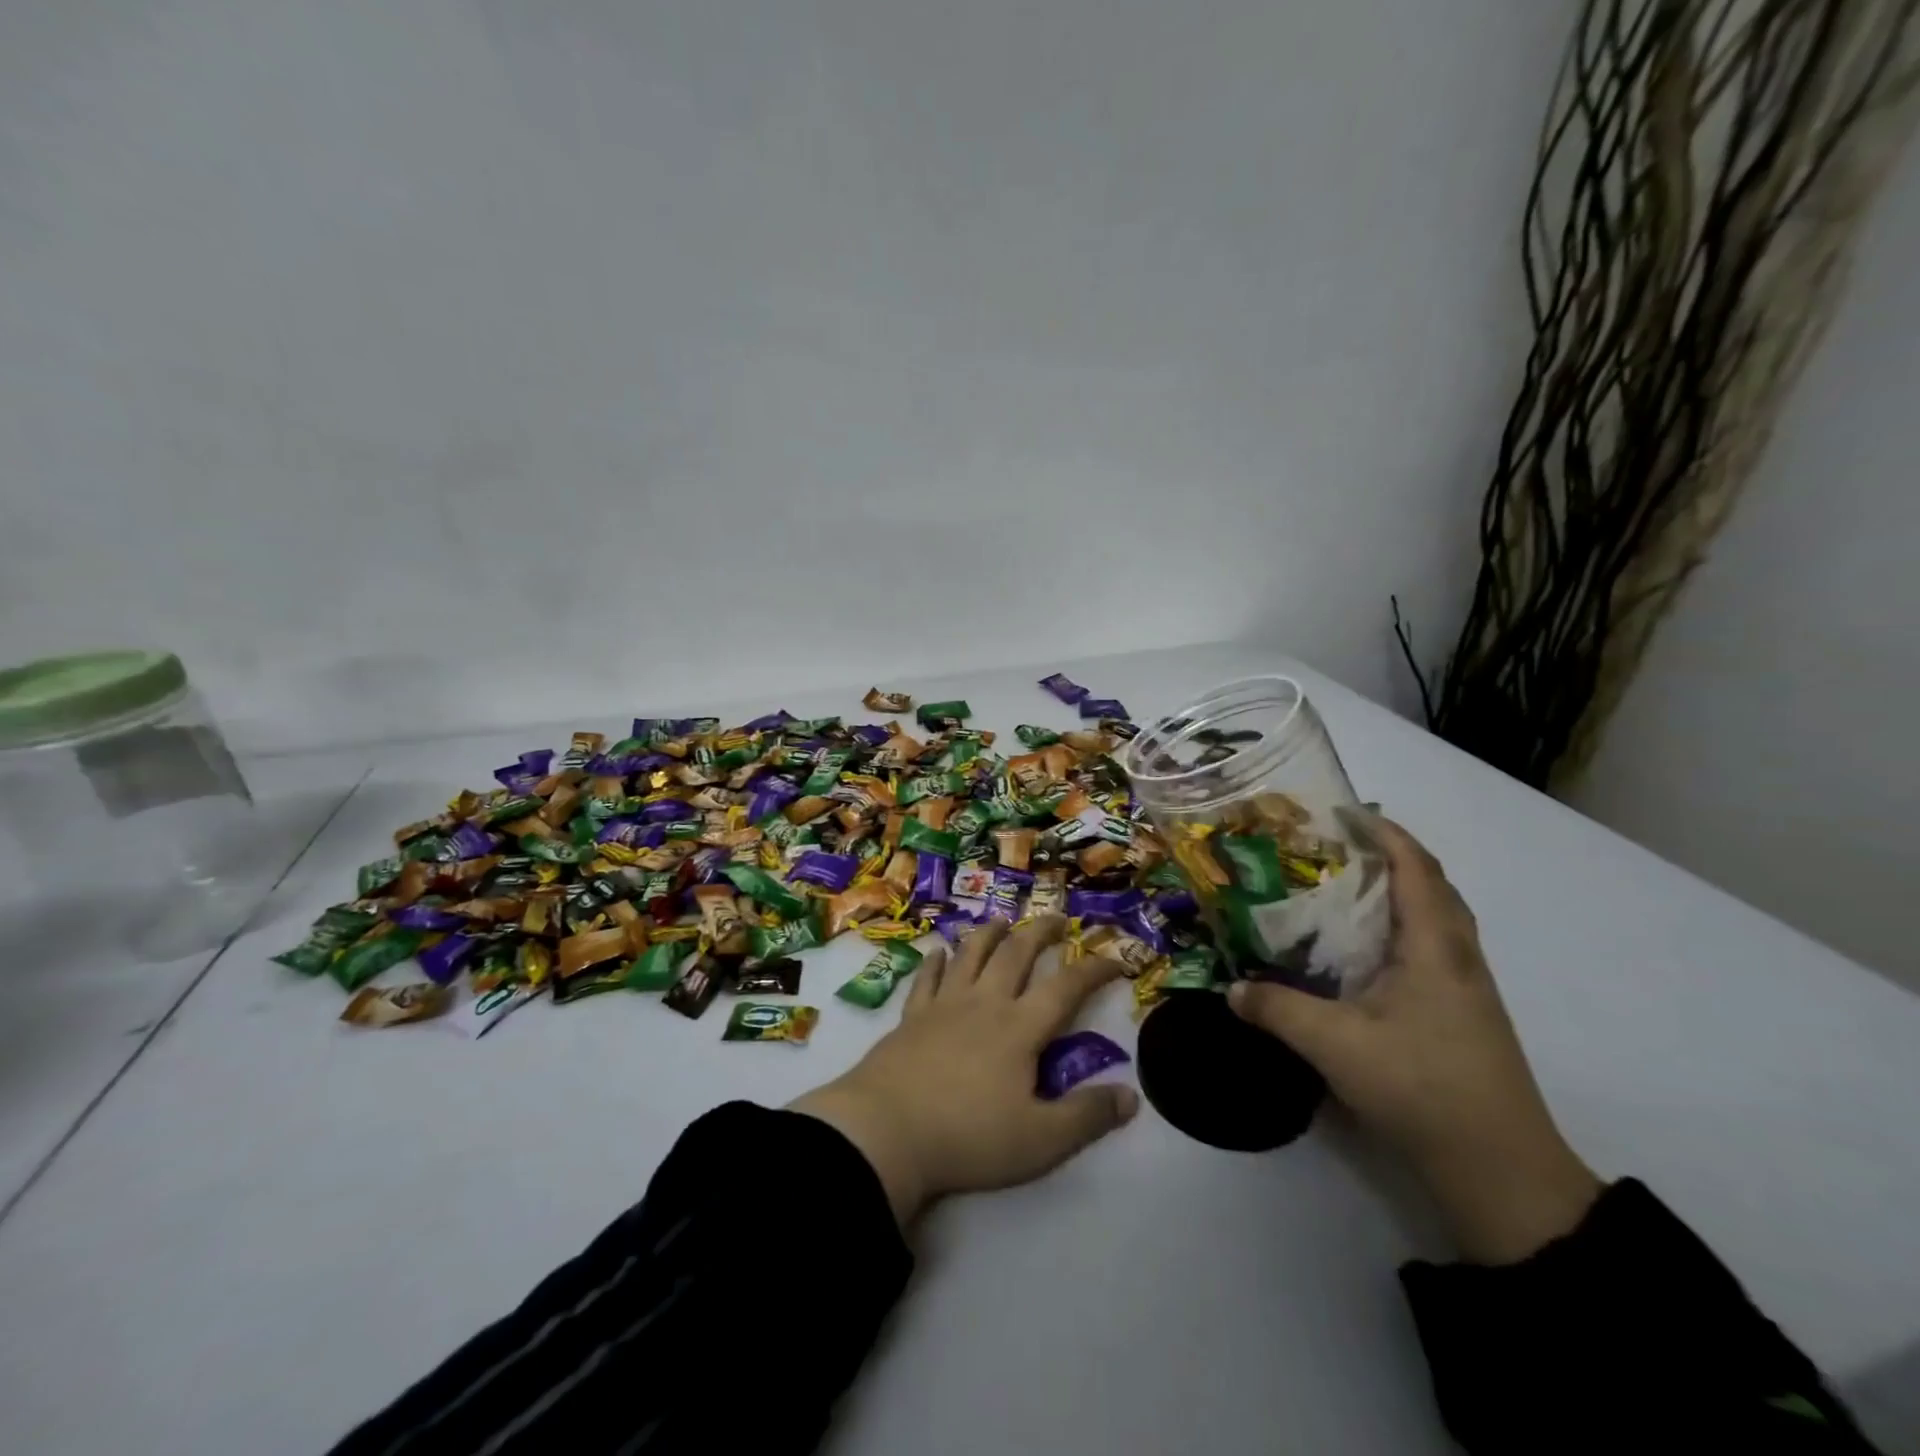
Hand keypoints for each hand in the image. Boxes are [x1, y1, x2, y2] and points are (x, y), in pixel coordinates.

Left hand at [790, 916, 1138, 1225]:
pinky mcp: (911, 1016)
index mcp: (1020, 1028)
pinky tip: (938, 952)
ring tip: (1003, 921)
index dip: (1094, 969)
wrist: (887, 1131)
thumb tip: (1131, 1096)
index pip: (1066, 988)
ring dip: (989, 934)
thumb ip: (1087, 1117)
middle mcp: (984, 1003)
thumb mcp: (1041, 1140)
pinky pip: (926, 978)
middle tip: (1056, 918)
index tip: (1116, 958)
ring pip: (971, 955)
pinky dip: (935, 961)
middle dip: (1040, 933)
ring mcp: (944, 1005)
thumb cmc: (969, 1137)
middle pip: (1016, 954)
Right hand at [1229, 813, 1601, 1263]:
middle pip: (1433, 886)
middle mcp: (1457, 957)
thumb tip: (1231, 989)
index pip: (1416, 868)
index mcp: (1436, 948)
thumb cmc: (1423, 1088)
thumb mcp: (1335, 1045)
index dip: (1385, 833)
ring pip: (1435, 918)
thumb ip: (1278, 1009)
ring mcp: (1466, 988)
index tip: (1343, 811)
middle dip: (1390, 855)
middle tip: (1336, 846)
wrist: (1502, 1171)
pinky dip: (1400, 928)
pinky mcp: (1462, 1014)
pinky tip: (1364, 951)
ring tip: (1345, 888)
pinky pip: (1431, 948)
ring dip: (1398, 891)